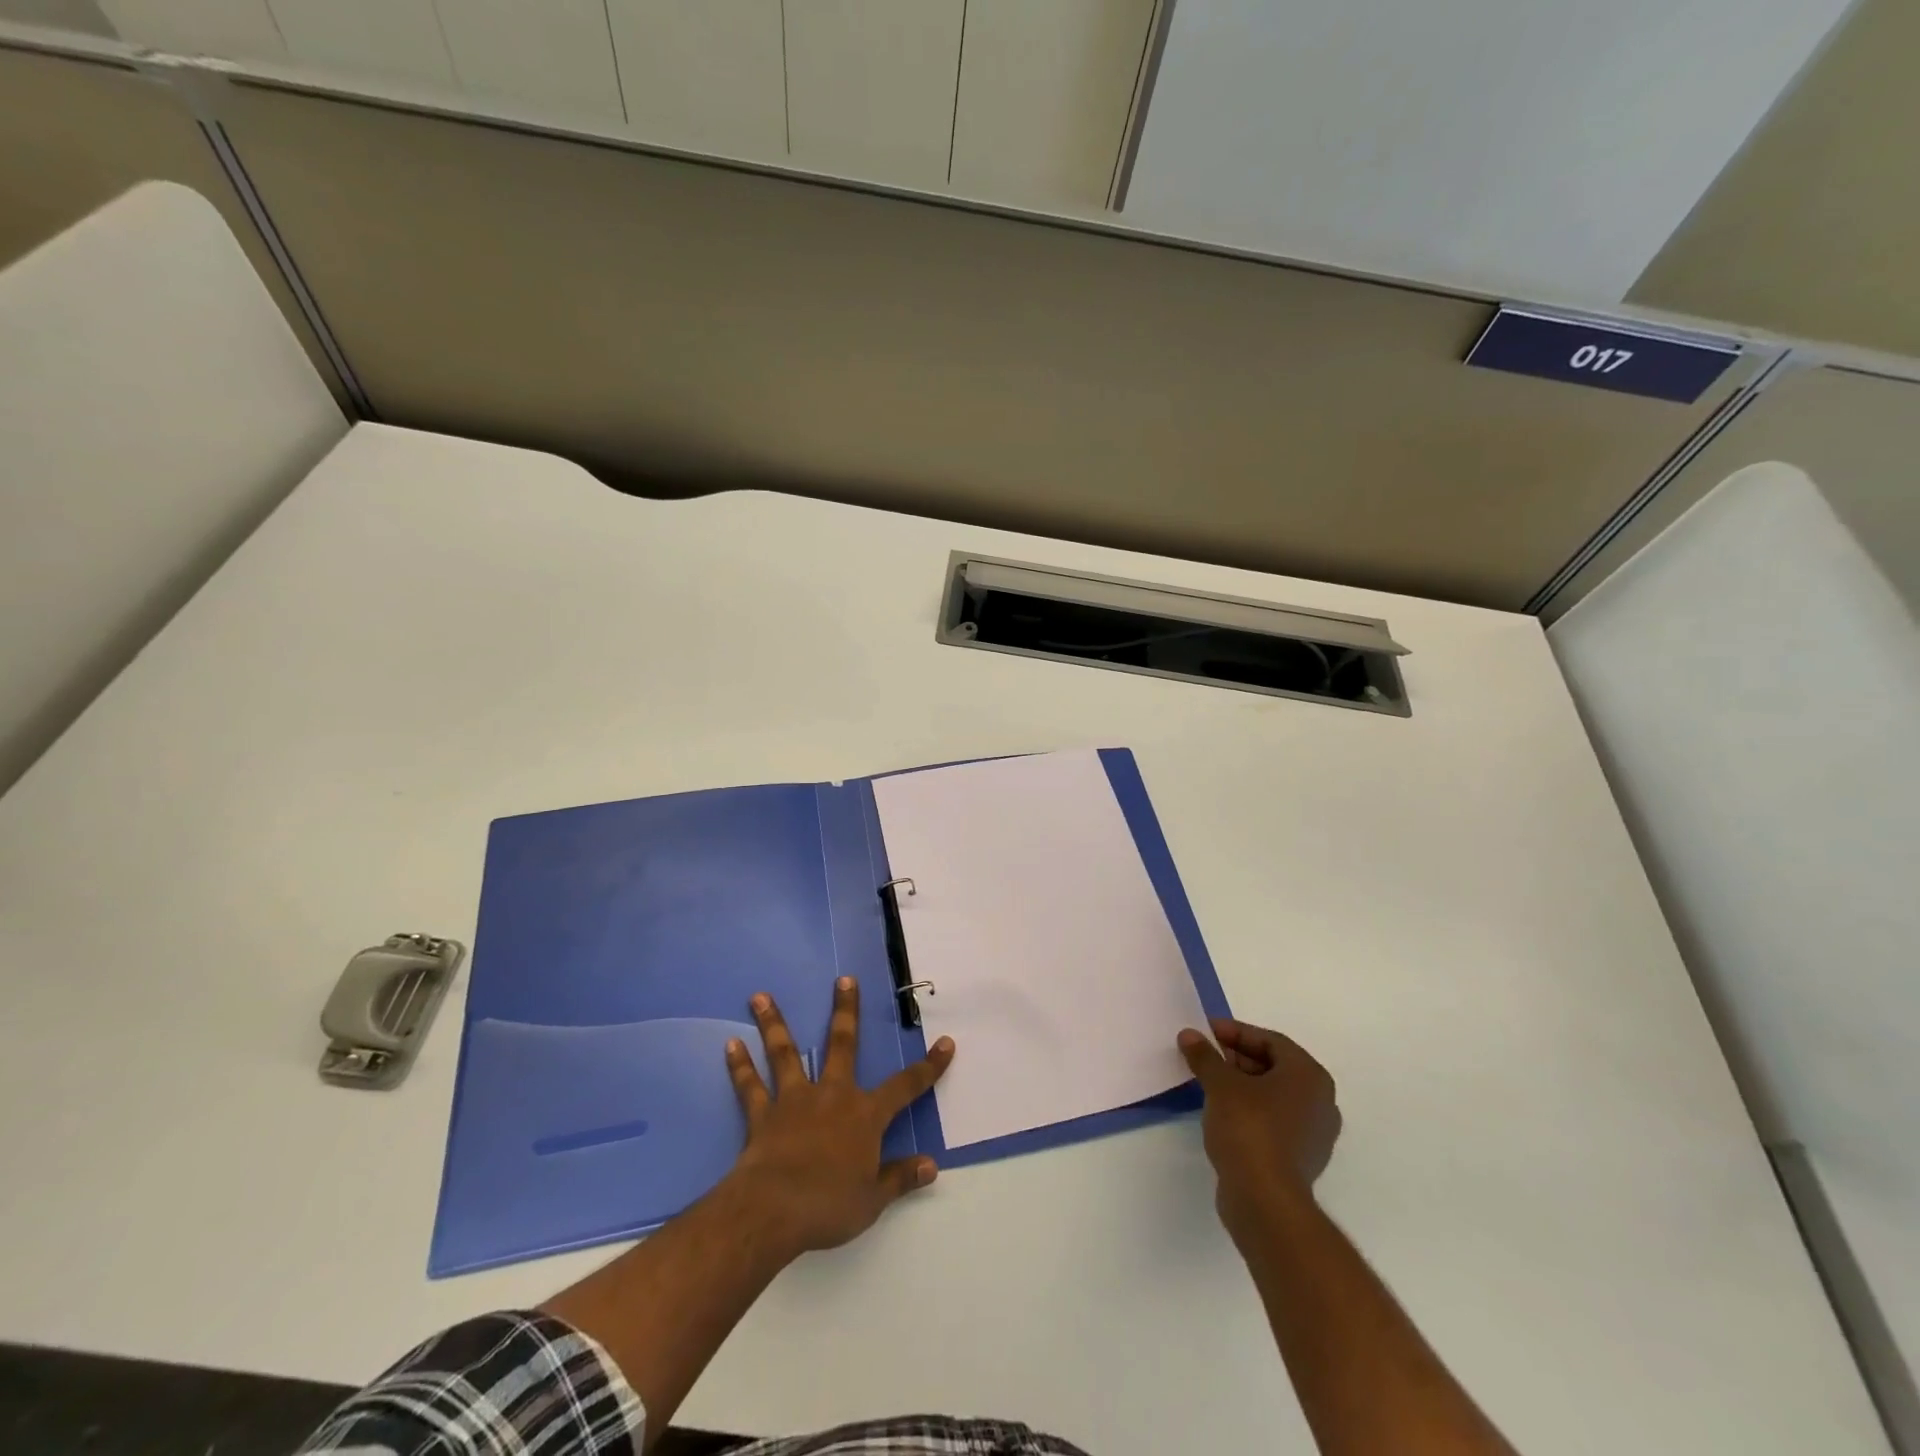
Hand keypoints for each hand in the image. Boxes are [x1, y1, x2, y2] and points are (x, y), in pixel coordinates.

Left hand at [723, 979, 955, 1258]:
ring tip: (760, 996)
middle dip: (846, 1011)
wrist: (773, 1210)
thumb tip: (931, 1166)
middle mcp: (832, 1095)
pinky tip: (731, 1045)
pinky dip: (740, 1066)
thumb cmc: (829, 1205)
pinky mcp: (763, 1115)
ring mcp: (794, 1100)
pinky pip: (750, 1087)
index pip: (905, 1087)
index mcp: (865, 1115)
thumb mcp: (873, 1199)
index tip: (945, 1043)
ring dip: (774, 1023)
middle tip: (844, 979)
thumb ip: (900, 1178)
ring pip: (785, 1053)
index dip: (928, 1067)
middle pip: (842, 1044)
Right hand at [1178, 1018, 1340, 1242]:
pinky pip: (1274, 1120)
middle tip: (1205, 1057)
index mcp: (1309, 1076)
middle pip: (1274, 1066)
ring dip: (1242, 1085)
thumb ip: (1205, 1056)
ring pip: (1273, 1095)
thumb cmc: (1249, 1129)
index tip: (1205, 1033)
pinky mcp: (1301, 1158)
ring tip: (1209, 1083)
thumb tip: (1189, 1035)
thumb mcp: (1220, 1084)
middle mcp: (1320, 1101)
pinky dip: (1250, 1110)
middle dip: (1237, 1058)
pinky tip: (1223, 1114)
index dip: (1235, 1033)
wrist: (1265, 1201)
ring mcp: (1314, 1133)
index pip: (1270, 1041)